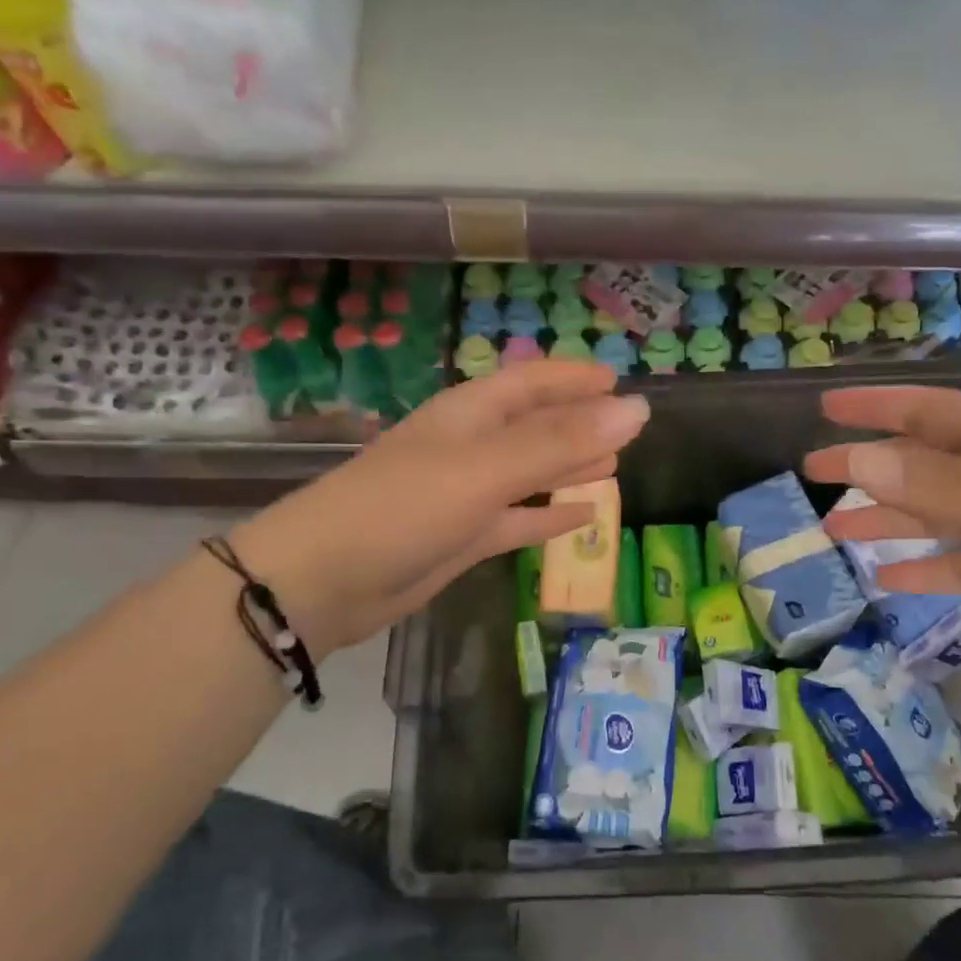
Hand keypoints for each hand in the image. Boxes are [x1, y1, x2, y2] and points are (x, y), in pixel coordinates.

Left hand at [230, 361, 648, 654]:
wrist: (324, 582)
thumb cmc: (403, 507)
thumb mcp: (485, 469)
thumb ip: (560, 442)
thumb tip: (637, 410)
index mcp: (469, 415)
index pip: (531, 382)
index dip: (573, 378)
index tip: (617, 379)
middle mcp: (470, 447)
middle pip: (534, 425)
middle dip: (577, 422)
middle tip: (626, 426)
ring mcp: (466, 494)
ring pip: (530, 473)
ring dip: (568, 467)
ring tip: (613, 465)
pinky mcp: (463, 537)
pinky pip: (518, 519)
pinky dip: (549, 516)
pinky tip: (582, 517)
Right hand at [804, 387, 960, 667]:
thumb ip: (944, 485)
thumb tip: (861, 461)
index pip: (927, 411)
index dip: (876, 406)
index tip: (825, 408)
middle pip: (922, 464)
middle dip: (868, 467)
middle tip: (812, 475)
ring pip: (935, 515)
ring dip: (887, 520)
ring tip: (833, 530)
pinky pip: (960, 564)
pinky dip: (925, 569)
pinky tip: (887, 580)